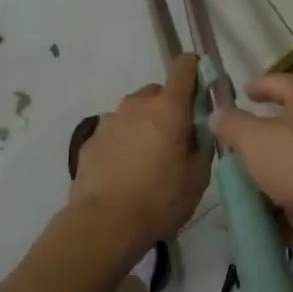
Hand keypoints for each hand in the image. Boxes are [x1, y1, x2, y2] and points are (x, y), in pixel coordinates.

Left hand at [70, 54, 210, 259]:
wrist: (103, 224)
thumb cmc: (160, 199)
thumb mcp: (198, 178)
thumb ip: (202, 146)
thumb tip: (199, 133)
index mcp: (169, 108)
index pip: (183, 68)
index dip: (194, 70)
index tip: (201, 85)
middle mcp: (137, 105)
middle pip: (157, 93)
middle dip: (168, 108)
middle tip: (175, 139)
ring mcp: (109, 120)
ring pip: (134, 113)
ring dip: (143, 126)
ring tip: (147, 161)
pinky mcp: (90, 140)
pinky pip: (114, 133)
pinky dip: (122, 144)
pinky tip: (125, 172)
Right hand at [210, 72, 292, 260]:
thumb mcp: (255, 142)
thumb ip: (232, 125)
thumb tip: (219, 113)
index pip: (275, 81)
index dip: (255, 87)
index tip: (240, 95)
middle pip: (286, 128)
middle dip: (261, 152)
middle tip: (239, 163)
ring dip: (280, 187)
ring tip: (261, 206)